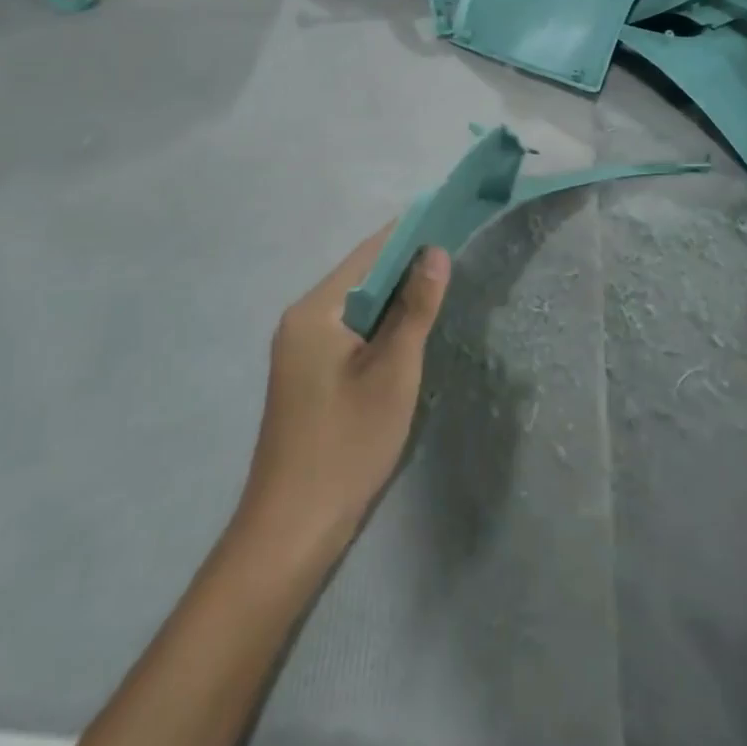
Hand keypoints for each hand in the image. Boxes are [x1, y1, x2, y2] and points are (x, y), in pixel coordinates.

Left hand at [237, 230, 450, 556]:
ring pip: (355, 306)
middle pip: (360, 277)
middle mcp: (301, 319)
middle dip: (406, 264)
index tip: (447, 217)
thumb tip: (436, 252)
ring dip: (395, 296)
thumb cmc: (347, 444)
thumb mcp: (393, 372)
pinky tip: (407, 329)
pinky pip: (348, 331)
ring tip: (440, 283)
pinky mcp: (307, 373)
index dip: (409, 233)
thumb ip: (415, 309)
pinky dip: (379, 324)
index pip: (368, 254)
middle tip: (454, 253)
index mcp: (315, 311)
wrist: (292, 528)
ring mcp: (300, 348)